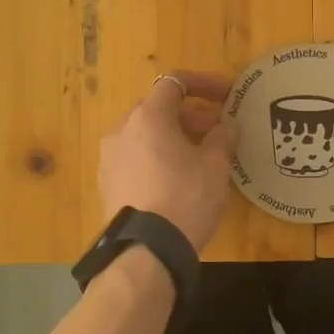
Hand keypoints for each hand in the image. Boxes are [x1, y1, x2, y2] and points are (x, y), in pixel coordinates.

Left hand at [99, 71, 238, 251]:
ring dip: (172, 137)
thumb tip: (227, 126)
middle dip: (189, 115)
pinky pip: (134, 158)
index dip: (203, 84)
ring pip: (144, 135)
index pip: (174, 83)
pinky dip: (156, 158)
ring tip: (198, 157)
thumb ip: (223, 137)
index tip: (227, 95)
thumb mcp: (215, 166)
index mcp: (148, 117)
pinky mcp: (106, 184)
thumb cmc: (186, 197)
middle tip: (216, 131)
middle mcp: (122, 130)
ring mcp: (109, 158)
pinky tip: (175, 179)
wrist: (146, 250)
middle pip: (157, 109)